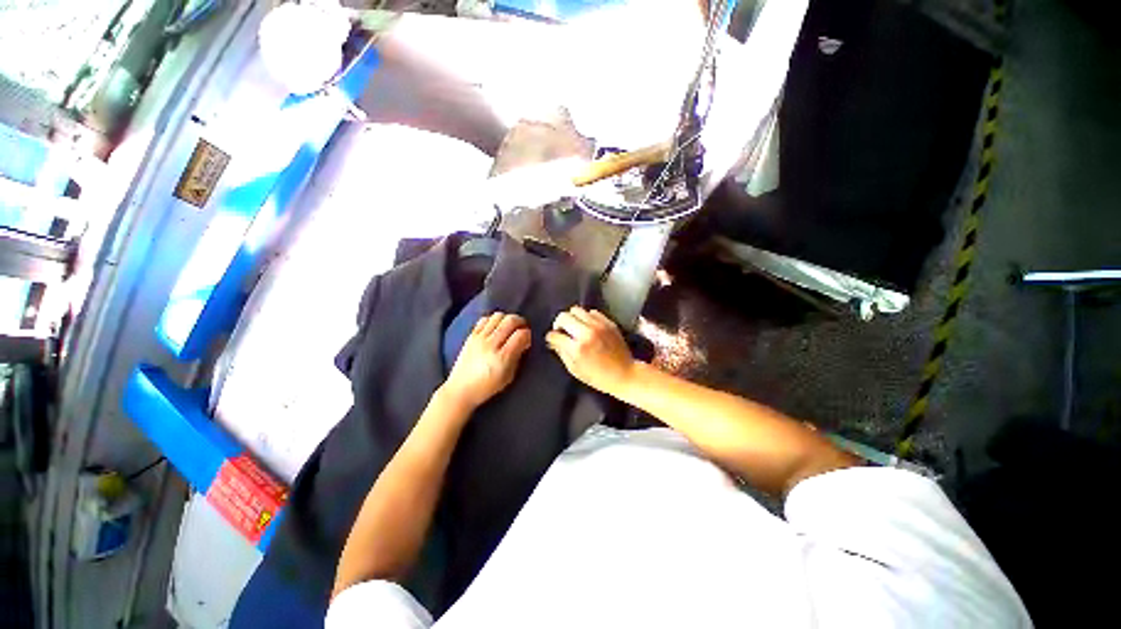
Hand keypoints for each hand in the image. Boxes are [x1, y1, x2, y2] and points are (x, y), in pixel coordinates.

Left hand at [442, 312, 531, 410]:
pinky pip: (485, 319)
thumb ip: (518, 357)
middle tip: (523, 328)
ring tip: (510, 327)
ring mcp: (479, 338)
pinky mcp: (471, 335)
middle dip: (521, 322)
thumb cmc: (488, 386)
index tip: (528, 339)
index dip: (528, 334)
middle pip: (510, 320)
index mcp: (503, 357)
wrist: (460, 389)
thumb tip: (524, 343)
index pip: (521, 335)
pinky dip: (493, 320)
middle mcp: (491, 344)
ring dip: (507, 319)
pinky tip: (496, 327)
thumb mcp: (509, 376)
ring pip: (498, 316)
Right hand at [546, 306, 635, 394]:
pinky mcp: (608, 322)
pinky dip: (587, 317)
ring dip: (572, 318)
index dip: (551, 338)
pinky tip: (588, 326)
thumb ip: (562, 353)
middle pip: (563, 316)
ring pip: (576, 310)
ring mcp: (599, 326)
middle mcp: (587, 333)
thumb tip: (553, 341)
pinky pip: (592, 312)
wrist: (625, 374)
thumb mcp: (575, 370)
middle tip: (562, 331)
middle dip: (559, 324)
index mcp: (577, 348)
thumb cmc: (598, 377)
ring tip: (575, 327)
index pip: (555, 335)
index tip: (553, 340)